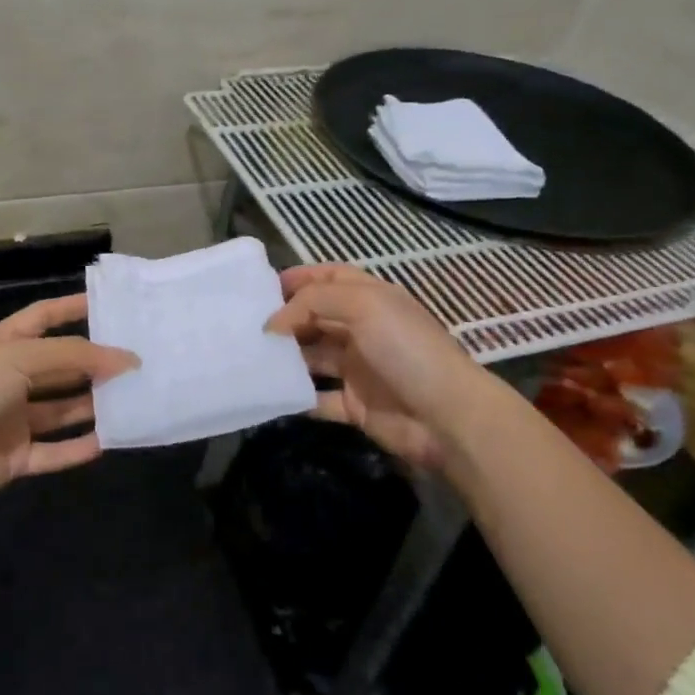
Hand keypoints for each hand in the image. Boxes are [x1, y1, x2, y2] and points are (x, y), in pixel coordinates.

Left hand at [0, 293, 136, 510]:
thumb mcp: (20, 356)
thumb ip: (75, 355)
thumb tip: (126, 358)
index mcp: (1, 344)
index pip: (43, 318)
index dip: (72, 309)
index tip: (110, 307)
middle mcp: (7, 378)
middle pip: (58, 367)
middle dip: (93, 363)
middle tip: (136, 361)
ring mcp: (9, 419)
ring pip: (60, 410)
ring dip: (91, 405)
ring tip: (132, 399)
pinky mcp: (12, 458)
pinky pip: (52, 451)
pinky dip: (78, 448)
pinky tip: (109, 440)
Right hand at [265, 263, 506, 469]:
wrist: (447, 417)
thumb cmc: (406, 349)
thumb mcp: (362, 305)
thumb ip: (313, 302)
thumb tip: (274, 322)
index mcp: (372, 299)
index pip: (331, 278)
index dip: (301, 278)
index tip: (264, 286)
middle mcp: (364, 330)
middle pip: (317, 317)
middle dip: (286, 318)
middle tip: (247, 323)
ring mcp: (359, 369)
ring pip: (313, 357)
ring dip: (286, 357)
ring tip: (250, 356)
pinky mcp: (355, 406)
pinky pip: (318, 398)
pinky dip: (296, 396)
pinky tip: (270, 392)